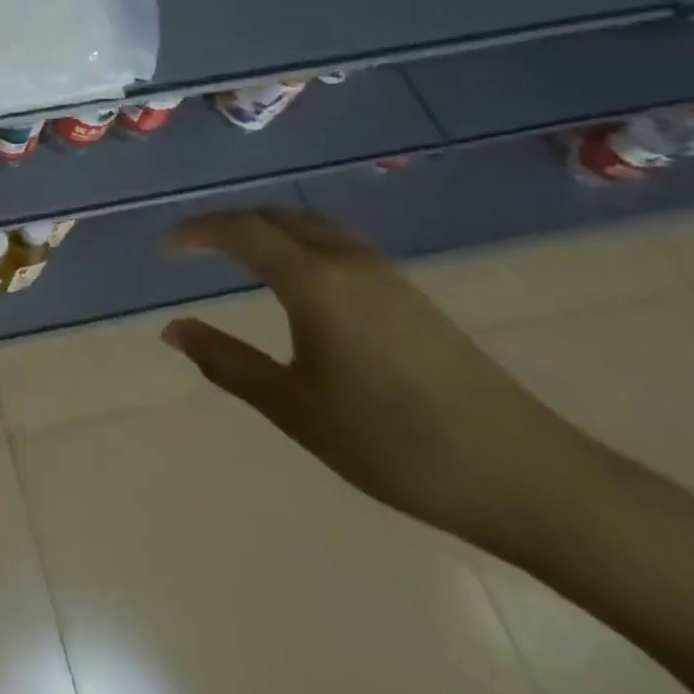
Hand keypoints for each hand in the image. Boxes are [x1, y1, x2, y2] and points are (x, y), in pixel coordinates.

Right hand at [162, 207, 589, 549]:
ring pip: (310, 225)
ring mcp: (385, 274)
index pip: (241, 231)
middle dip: (227, 224)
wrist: (526, 476)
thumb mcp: (294, 408)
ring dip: (266, 228)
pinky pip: (336, 243)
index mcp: (313, 282)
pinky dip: (298, 242)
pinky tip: (297, 280)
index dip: (197, 233)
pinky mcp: (410, 294)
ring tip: (237, 255)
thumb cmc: (393, 443)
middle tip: (193, 247)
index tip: (167, 249)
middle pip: (275, 217)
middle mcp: (347, 261)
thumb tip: (172, 330)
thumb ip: (227, 363)